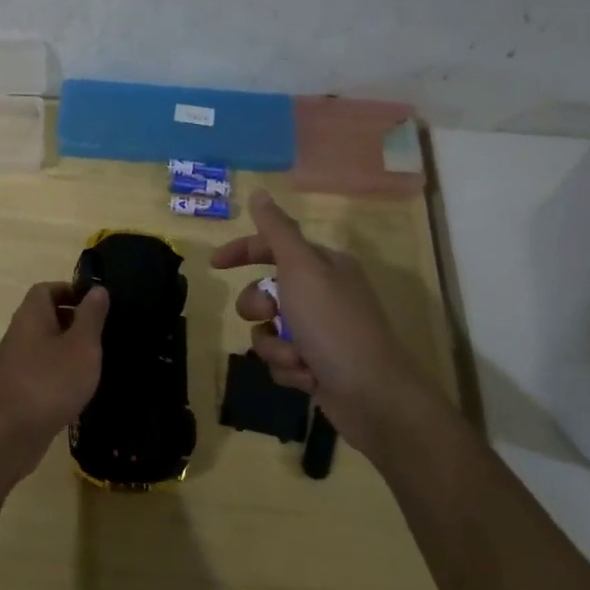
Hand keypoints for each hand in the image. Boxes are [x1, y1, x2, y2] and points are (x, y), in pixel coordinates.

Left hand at [0, 282, 108, 478]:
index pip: (46, 289)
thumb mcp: (82, 346)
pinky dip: (59, 374)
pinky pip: (41, 371)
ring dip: (68, 350)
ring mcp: (15, 363)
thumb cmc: (50, 382)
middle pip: (45, 316)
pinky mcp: (17, 390)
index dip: (70, 290)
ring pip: (45, 345)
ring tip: (95, 362)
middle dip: (73, 321)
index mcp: (31, 315)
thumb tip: (97, 289)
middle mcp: (19, 333)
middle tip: (101, 333)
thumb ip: (91, 316)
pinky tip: (78, 390)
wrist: (8, 435)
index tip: (95, 304)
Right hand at [212, 191, 425, 454]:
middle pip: (265, 291)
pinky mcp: (317, 366)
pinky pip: (281, 361)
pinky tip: (308, 378)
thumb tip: (259, 193)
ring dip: (275, 347)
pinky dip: (289, 370)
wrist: (374, 396)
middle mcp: (322, 294)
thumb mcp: (302, 269)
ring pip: (269, 330)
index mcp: (323, 265)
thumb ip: (276, 231)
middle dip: (260, 308)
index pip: (273, 247)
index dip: (242, 252)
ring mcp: (320, 332)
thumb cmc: (334, 325)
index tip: (215, 265)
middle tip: (271, 316)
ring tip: (298, 359)